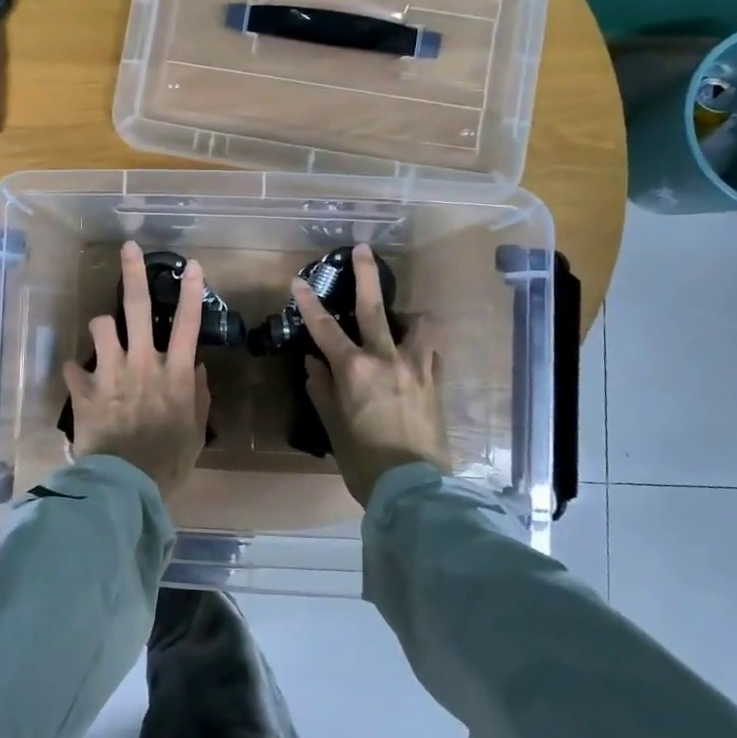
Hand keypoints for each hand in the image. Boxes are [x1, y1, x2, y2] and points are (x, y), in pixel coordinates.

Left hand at [63, 241, 210, 493]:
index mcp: (175, 373)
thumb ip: (199, 398)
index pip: (189, 324)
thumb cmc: (168, 462)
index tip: (191, 265)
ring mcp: (111, 373)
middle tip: (128, 248)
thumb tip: (198, 370)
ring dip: (101, 327)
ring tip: (103, 335)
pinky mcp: (84, 389)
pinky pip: (71, 366)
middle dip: (134, 274)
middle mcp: (143, 363)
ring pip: (101, 326)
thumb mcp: (194, 432)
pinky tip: (77, 379)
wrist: (126, 485)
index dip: (191, 292)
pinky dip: (74, 371)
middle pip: (139, 308)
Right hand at [295, 244, 449, 505]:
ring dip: (407, 315)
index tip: (299, 281)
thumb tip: (314, 363)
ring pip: (418, 324)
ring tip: (400, 319)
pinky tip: (414, 355)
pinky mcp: (437, 382)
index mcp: (355, 370)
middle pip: (375, 307)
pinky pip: (431, 352)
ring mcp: (417, 368)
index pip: (325, 328)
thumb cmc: (364, 460)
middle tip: (363, 248)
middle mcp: (387, 359)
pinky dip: (420, 346)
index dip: (310, 303)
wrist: (414, 488)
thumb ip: (322, 389)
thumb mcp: (334, 426)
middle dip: (366, 275)